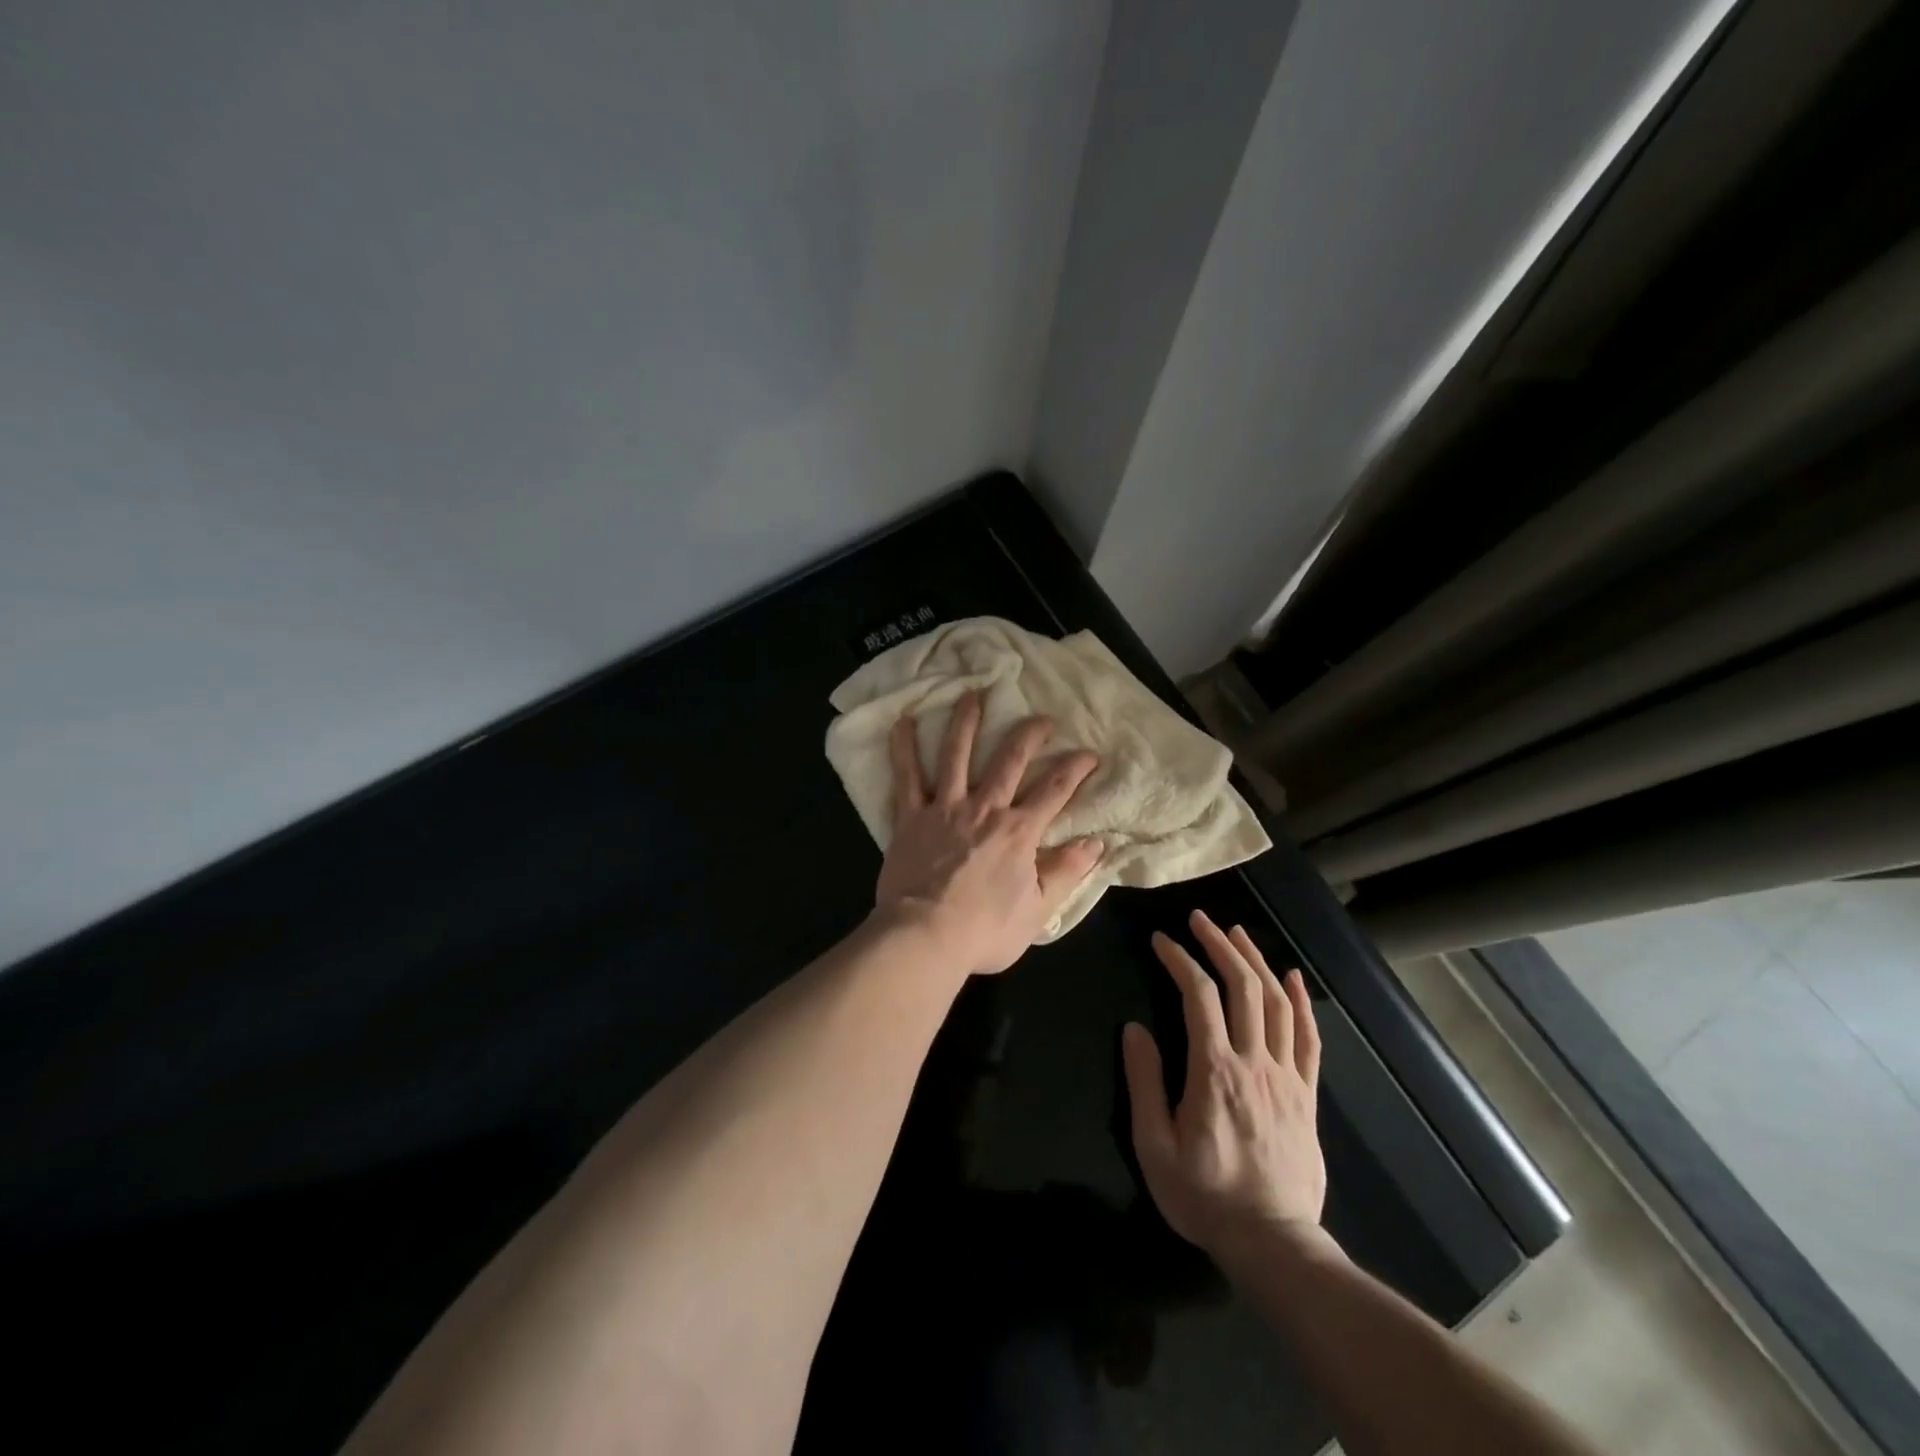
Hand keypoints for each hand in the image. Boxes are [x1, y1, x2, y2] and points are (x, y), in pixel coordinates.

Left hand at [875, 690, 1102, 975]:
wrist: (924, 937)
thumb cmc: (984, 931)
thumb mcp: (1038, 910)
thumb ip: (1066, 872)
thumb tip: (1097, 843)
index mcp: (1019, 832)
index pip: (1055, 789)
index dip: (1076, 767)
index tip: (1090, 753)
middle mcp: (985, 808)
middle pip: (1010, 759)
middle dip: (1030, 734)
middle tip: (1043, 717)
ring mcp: (945, 807)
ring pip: (957, 754)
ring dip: (966, 721)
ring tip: (972, 695)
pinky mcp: (911, 816)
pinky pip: (907, 776)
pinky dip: (904, 747)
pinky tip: (904, 721)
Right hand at [1122, 909, 1325, 1259]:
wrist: (1274, 1244)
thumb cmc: (1205, 1195)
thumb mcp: (1155, 1146)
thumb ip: (1144, 1083)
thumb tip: (1134, 1029)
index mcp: (1214, 1070)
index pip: (1198, 995)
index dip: (1179, 959)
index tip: (1160, 940)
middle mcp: (1254, 1061)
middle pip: (1243, 986)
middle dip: (1219, 945)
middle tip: (1199, 919)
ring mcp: (1287, 1076)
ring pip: (1278, 1002)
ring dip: (1256, 960)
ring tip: (1236, 933)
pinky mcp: (1307, 1094)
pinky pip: (1310, 1037)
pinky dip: (1302, 1001)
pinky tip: (1293, 977)